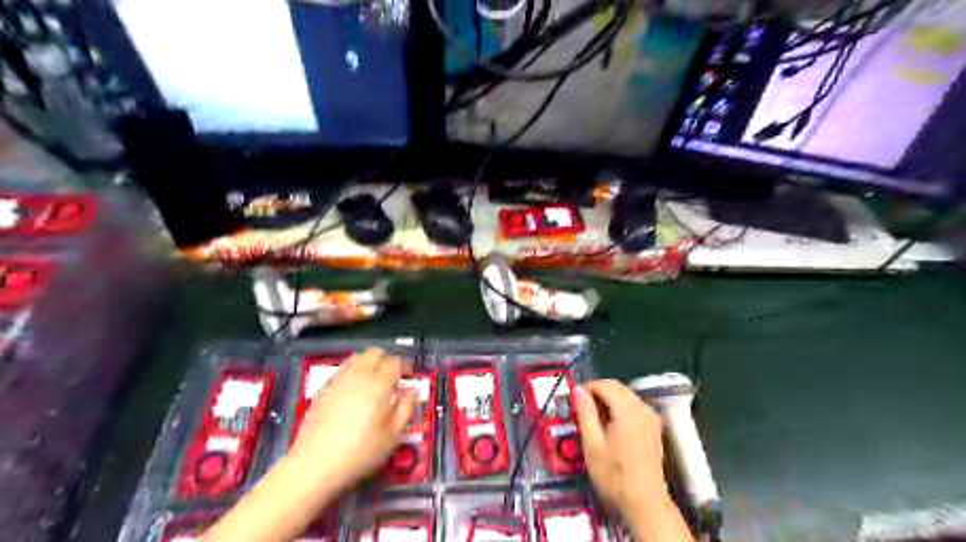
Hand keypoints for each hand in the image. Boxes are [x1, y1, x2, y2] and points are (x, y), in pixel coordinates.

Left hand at [290, 349, 418, 492]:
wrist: (315, 465)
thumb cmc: (361, 452)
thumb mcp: (393, 435)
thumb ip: (406, 408)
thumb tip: (412, 391)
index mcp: (379, 385)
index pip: (395, 362)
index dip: (404, 367)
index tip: (408, 378)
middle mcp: (359, 376)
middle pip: (374, 353)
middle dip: (385, 361)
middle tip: (390, 379)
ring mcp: (338, 380)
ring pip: (357, 359)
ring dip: (368, 364)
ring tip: (372, 383)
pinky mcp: (323, 389)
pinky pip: (341, 370)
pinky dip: (351, 373)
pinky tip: (352, 391)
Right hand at [572, 378, 664, 509]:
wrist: (645, 502)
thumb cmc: (615, 477)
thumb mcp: (592, 445)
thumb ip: (585, 413)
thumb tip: (578, 390)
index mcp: (627, 410)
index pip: (604, 385)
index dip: (586, 387)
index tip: (574, 398)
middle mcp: (642, 409)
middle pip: (617, 387)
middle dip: (597, 392)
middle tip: (581, 407)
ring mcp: (651, 417)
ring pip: (626, 395)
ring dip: (608, 399)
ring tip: (593, 417)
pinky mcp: (654, 427)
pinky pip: (634, 406)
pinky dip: (620, 408)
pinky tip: (610, 425)